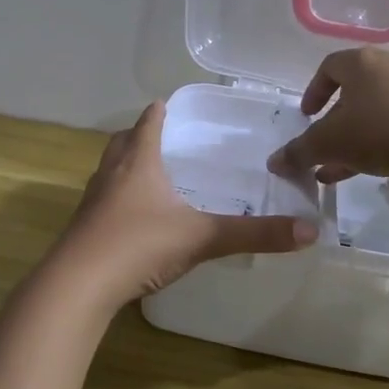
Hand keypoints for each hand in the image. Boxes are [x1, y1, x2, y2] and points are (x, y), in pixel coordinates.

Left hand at [52, 101, 316, 305]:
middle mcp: (111, 174)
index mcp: (138, 162)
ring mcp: (92, 202)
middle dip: (140, 135)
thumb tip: (309, 231)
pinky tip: (133, 218)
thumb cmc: (139, 245)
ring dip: (126, 166)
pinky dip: (118, 199)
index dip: (160, 111)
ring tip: (149, 174)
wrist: (78, 285)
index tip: (168, 103)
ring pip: (109, 171)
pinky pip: (102, 202)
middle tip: (162, 137)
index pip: (148, 123)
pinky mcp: (83, 228)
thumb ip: (254, 234)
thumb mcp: (202, 238)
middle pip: (122, 142)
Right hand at [266, 48, 388, 186]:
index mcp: (361, 62)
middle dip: (335, 121)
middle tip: (325, 145)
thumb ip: (299, 152)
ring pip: (377, 110)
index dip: (314, 91)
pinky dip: (382, 141)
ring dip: (356, 136)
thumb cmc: (378, 132)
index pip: (329, 67)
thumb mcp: (329, 144)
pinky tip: (374, 168)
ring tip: (342, 169)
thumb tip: (274, 163)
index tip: (307, 116)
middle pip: (355, 90)